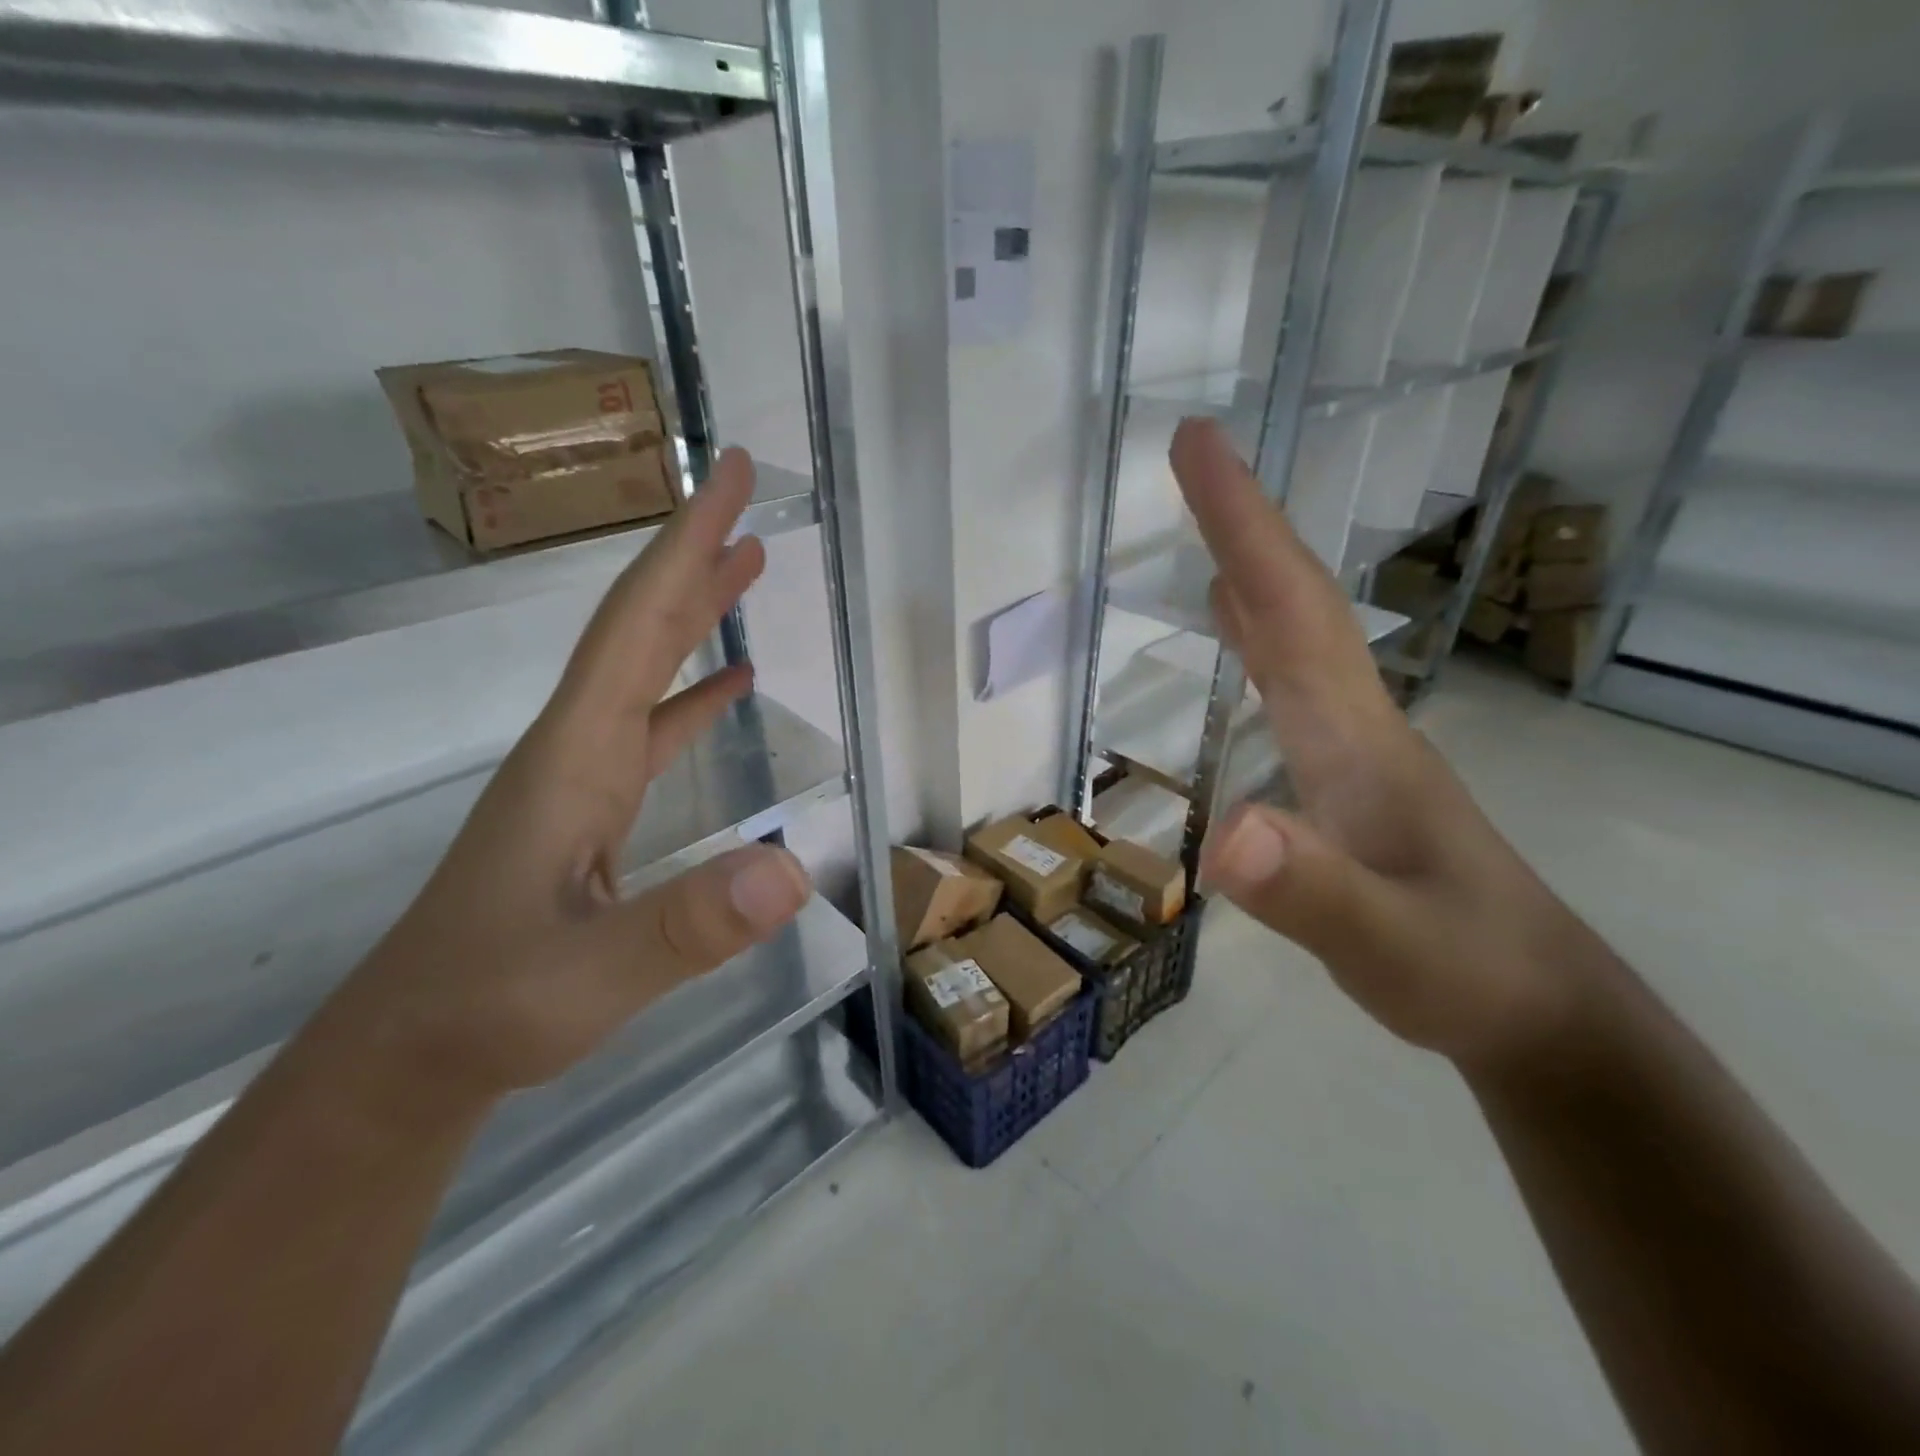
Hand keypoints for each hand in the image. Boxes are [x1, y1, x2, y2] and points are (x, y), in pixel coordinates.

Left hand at [317, 448, 813, 1106]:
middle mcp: (577, 746)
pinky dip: (693, 692)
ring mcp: (584, 777)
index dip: (684, 547)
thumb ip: (686, 926)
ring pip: (645, 669)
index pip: (635, 626)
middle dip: (692, 553)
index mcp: (575, 755)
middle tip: (745, 493)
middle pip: (638, 627)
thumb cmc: (491, 1006)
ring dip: (696, 612)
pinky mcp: (594, 810)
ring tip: (750, 564)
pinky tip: (730, 683)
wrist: (416, 1052)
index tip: (728, 476)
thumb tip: (792, 870)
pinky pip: (653, 727)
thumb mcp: (590, 977)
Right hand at [1172, 418, 1601, 1069]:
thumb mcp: (1388, 945)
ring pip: (1299, 636)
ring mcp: (1357, 747)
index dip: (1244, 526)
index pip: (1294, 611)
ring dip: (1255, 573)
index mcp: (1357, 736)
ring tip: (1211, 531)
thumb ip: (1313, 893)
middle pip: (1298, 604)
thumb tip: (1227, 829)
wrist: (1540, 1012)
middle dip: (1244, 525)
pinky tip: (1241, 634)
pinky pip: (1294, 681)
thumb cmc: (1464, 973)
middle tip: (1194, 457)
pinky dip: (1261, 636)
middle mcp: (1358, 721)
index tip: (1198, 446)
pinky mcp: (1350, 775)